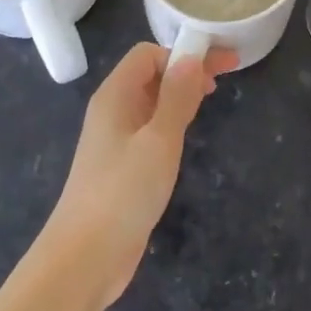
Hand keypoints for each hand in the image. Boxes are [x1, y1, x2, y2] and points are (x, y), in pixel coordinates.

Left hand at [43, 41, 234, 310]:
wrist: (84, 258)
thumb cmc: (122, 192)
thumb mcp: (159, 140)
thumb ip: (177, 96)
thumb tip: (191, 57)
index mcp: (115, 96)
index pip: (148, 54)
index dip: (182, 53)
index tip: (219, 67)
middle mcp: (112, 111)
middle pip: (150, 74)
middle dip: (187, 69)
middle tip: (226, 77)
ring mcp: (115, 140)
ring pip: (151, 101)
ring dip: (181, 93)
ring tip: (211, 97)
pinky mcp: (122, 166)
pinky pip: (150, 127)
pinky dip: (172, 119)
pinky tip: (188, 131)